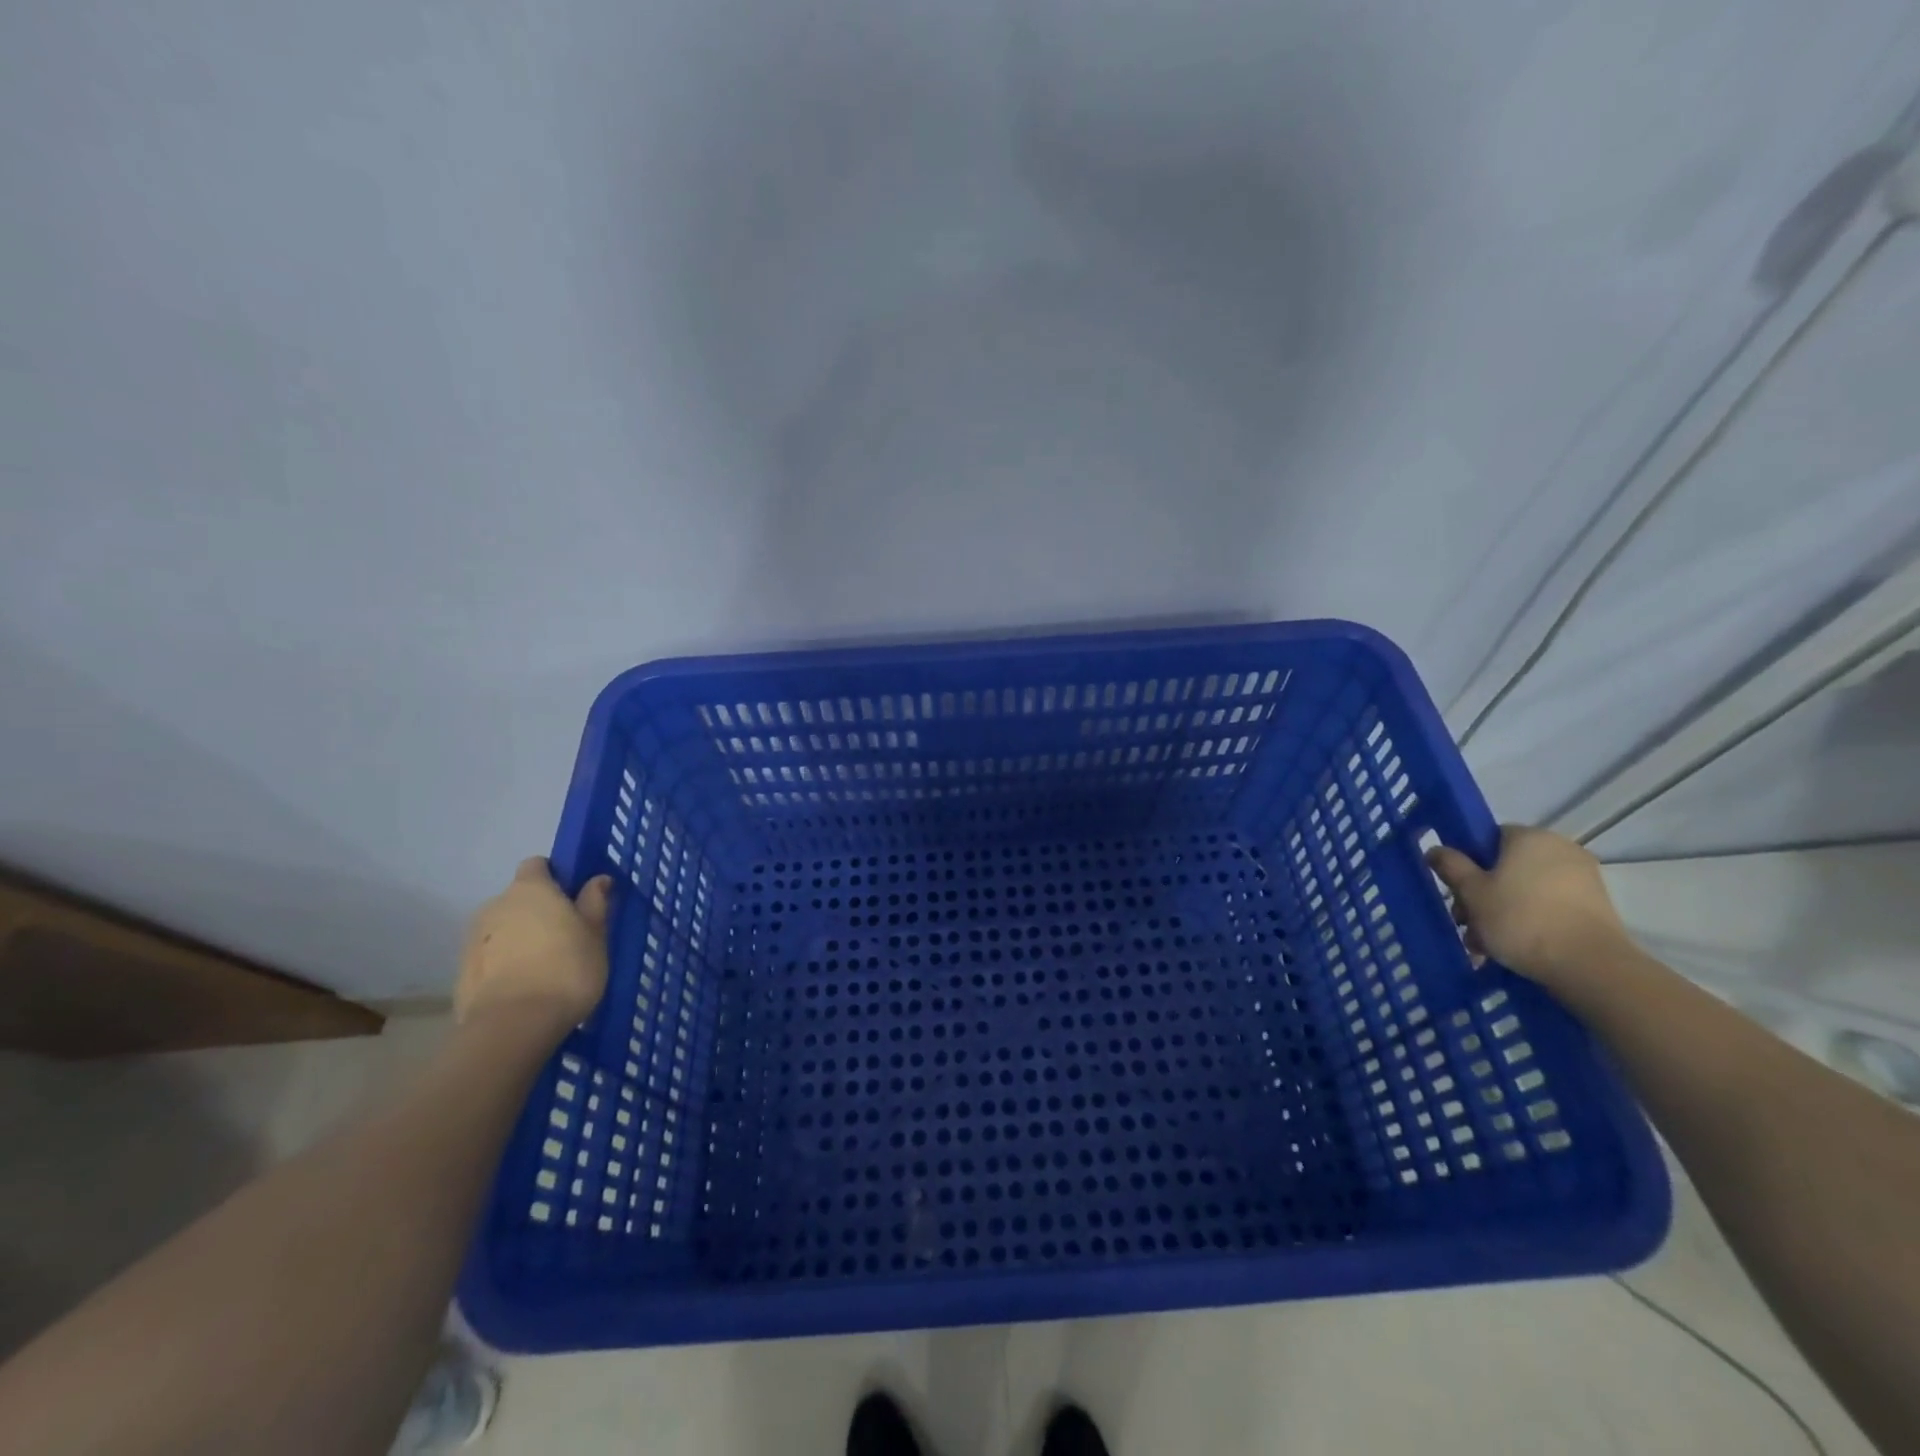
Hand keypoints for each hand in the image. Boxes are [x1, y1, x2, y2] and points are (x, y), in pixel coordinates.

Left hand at [456, 858, 612, 1033]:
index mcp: (530, 889)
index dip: (555, 876)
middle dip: (539, 911)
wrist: (512, 1026)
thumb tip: (598, 879)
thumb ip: (595, 903)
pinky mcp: (463, 972)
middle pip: (519, 898)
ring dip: (521, 939)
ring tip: (546, 967)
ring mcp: (474, 939)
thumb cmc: (566, 970)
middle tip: (566, 936)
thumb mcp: (595, 935)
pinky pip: (491, 957)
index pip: (537, 865)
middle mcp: (496, 905)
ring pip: (504, 929)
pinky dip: (506, 964)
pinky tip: (526, 988)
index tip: (574, 896)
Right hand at [1426, 826, 1634, 991]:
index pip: (1488, 837)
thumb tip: (1436, 849)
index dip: (1468, 861)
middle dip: (1482, 893)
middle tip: (1465, 922)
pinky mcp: (1596, 906)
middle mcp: (1560, 849)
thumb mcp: (1472, 892)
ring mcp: (1583, 878)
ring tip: (1485, 944)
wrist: (1590, 966)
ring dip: (1502, 911)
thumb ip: (1451, 866)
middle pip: (1506, 866)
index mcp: (1530, 837)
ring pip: (1526, 889)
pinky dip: (1530, 920)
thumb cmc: (1521, 919)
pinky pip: (1550, 905)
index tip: (1457, 888)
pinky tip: (1513, 947)